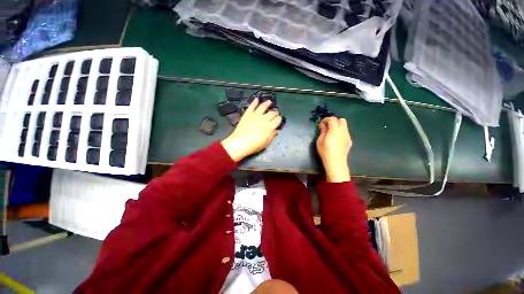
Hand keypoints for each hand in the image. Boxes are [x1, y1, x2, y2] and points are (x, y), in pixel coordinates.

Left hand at [221, 98, 281, 161]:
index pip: (277, 120)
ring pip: (263, 107)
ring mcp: (255, 116)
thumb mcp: (265, 143)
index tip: (279, 119)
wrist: (240, 143)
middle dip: (275, 112)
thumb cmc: (254, 146)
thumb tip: (275, 131)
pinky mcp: (247, 114)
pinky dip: (254, 102)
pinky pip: (252, 106)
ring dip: (267, 104)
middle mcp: (264, 119)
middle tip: (276, 112)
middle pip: (272, 113)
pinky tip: (256, 99)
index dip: (279, 119)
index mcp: (269, 127)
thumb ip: (271, 136)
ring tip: (269, 102)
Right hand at [316, 117, 351, 182]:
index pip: (332, 119)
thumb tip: (323, 125)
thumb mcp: (320, 141)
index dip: (326, 119)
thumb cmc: (325, 151)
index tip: (321, 124)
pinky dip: (340, 132)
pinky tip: (336, 139)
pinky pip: (345, 132)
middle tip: (327, 126)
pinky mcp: (349, 141)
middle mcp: (343, 131)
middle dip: (334, 121)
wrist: (336, 162)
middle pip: (341, 120)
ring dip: (338, 126)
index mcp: (335, 129)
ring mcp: (348, 136)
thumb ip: (322, 131)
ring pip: (344, 126)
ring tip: (331, 133)